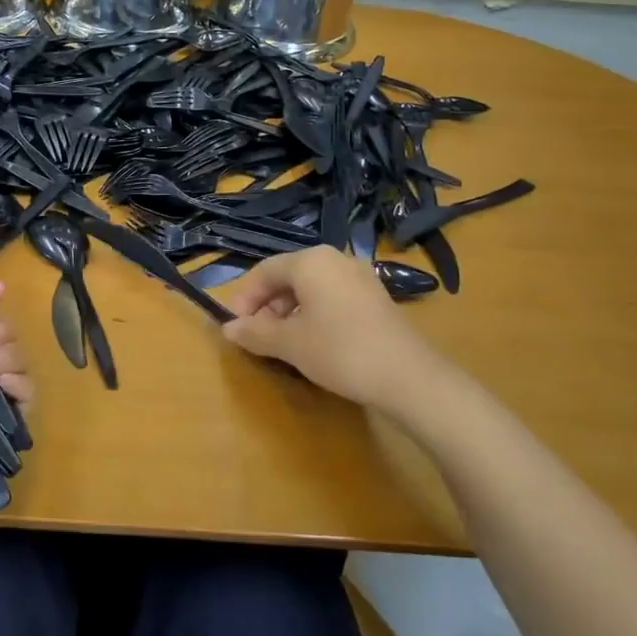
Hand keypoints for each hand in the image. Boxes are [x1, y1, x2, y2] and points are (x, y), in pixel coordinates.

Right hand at [222, 247, 440, 411]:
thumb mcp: (289, 344)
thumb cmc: (339, 351)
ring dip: (290, 311)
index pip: (265, 271)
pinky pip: (332, 296)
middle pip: (288, 276)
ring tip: (284, 342)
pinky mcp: (376, 297)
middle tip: (258, 335)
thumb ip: (255, 333)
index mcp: (310, 261)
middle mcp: (335, 259)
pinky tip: (314, 341)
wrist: (408, 376)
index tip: (236, 326)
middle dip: (267, 305)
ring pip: (312, 287)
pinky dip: (314, 313)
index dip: (245, 297)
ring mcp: (360, 276)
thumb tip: (228, 329)